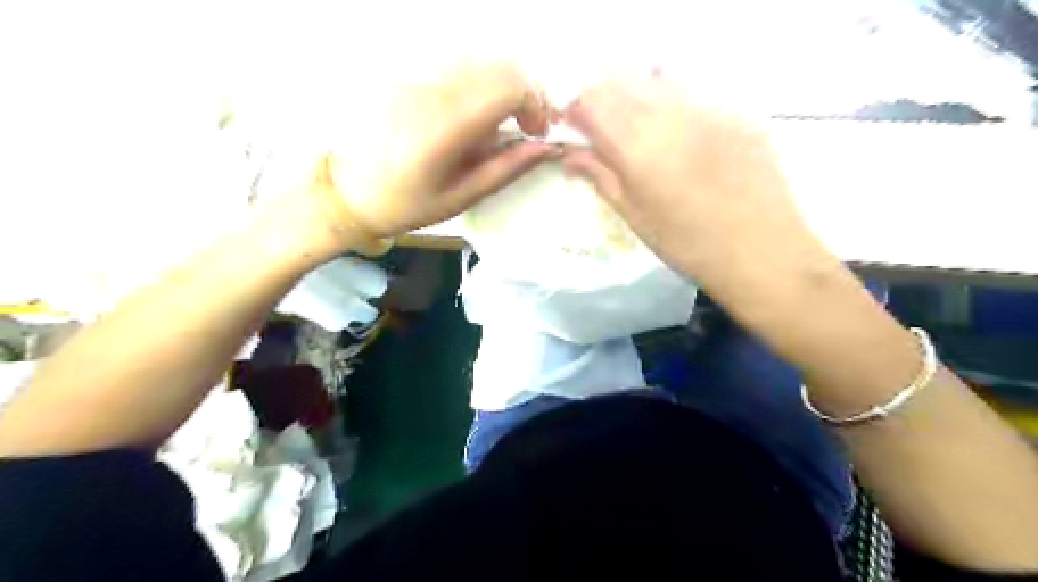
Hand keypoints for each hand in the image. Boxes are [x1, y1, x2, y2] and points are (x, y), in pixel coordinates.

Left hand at [308, 60, 555, 244]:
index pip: (509, 86)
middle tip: (528, 127)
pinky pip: (459, 68)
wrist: (346, 192)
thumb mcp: (461, 196)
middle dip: (527, 93)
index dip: (536, 104)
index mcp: (447, 125)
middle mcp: (434, 91)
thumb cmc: (405, 204)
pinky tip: (474, 115)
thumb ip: (506, 168)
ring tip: (503, 124)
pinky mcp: (409, 77)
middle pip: (500, 66)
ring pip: (482, 63)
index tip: (538, 133)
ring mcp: (419, 79)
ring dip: (505, 88)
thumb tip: (546, 148)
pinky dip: (481, 86)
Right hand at [560, 76, 828, 278]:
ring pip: (659, 81)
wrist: (761, 251)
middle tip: (605, 132)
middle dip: (604, 101)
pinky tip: (684, 140)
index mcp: (638, 144)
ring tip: (642, 132)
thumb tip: (570, 158)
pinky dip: (675, 107)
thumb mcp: (634, 214)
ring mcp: (708, 109)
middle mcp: (671, 114)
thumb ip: (600, 176)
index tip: (575, 129)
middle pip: (623, 82)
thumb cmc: (687, 243)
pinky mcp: (736, 113)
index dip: (577, 110)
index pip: (593, 101)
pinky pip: (695, 96)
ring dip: (639, 98)